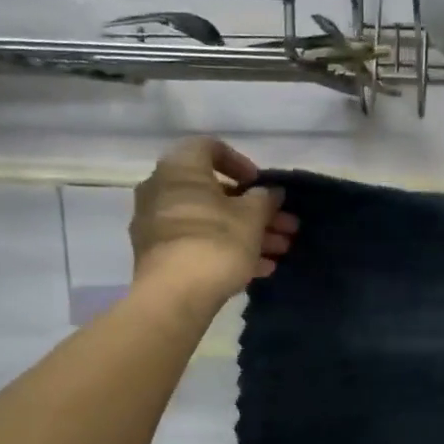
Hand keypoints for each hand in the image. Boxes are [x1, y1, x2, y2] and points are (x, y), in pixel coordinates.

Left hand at [130, 138, 298, 303]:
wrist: (175, 295)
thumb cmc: (216, 242)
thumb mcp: (252, 218)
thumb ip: (264, 199)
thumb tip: (270, 192)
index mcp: (180, 169)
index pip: (209, 148)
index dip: (240, 163)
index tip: (260, 184)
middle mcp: (161, 190)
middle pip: (215, 192)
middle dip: (255, 210)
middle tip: (286, 226)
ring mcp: (157, 225)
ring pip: (210, 221)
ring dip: (247, 232)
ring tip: (281, 251)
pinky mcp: (160, 255)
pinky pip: (199, 243)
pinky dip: (227, 250)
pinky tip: (260, 269)